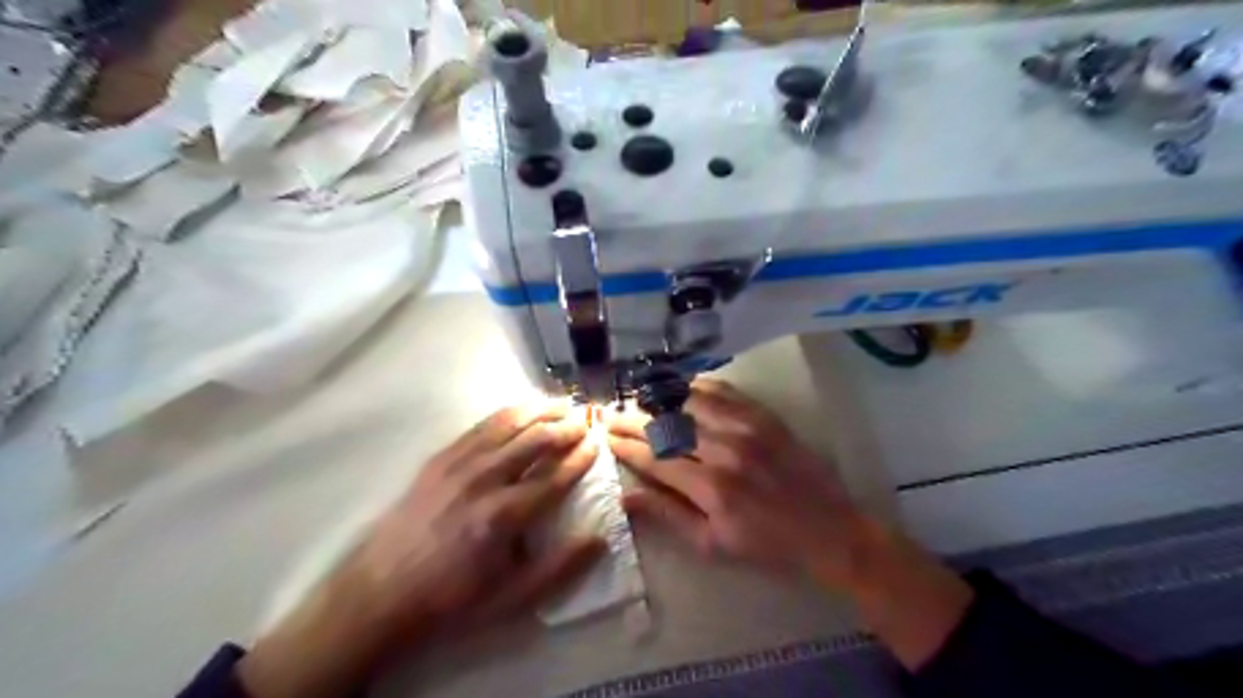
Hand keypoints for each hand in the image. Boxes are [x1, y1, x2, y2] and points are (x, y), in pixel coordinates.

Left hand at [236, 404, 606, 697]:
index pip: (554, 476)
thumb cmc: (452, 598)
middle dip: (566, 427)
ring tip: (562, 404)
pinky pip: (481, 426)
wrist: (380, 591)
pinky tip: (521, 409)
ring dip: (539, 411)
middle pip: (535, 441)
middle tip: (586, 420)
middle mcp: (484, 480)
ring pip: (509, 424)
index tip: (598, 443)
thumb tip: (600, 538)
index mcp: (504, 516)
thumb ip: (560, 568)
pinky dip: (507, 413)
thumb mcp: (511, 599)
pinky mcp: (440, 458)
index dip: (581, 457)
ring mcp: (459, 464)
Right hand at [611, 380, 969, 667]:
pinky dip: (694, 386)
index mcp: (710, 488)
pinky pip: (721, 390)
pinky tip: (677, 388)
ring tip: (636, 398)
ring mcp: (746, 427)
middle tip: (611, 414)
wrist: (830, 530)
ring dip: (658, 398)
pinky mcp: (764, 415)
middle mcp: (725, 449)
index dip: (626, 445)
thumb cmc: (767, 546)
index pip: (654, 457)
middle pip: (666, 425)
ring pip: (689, 401)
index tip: (605, 436)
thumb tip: (626, 495)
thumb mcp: (713, 545)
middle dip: (632, 418)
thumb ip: (668, 516)